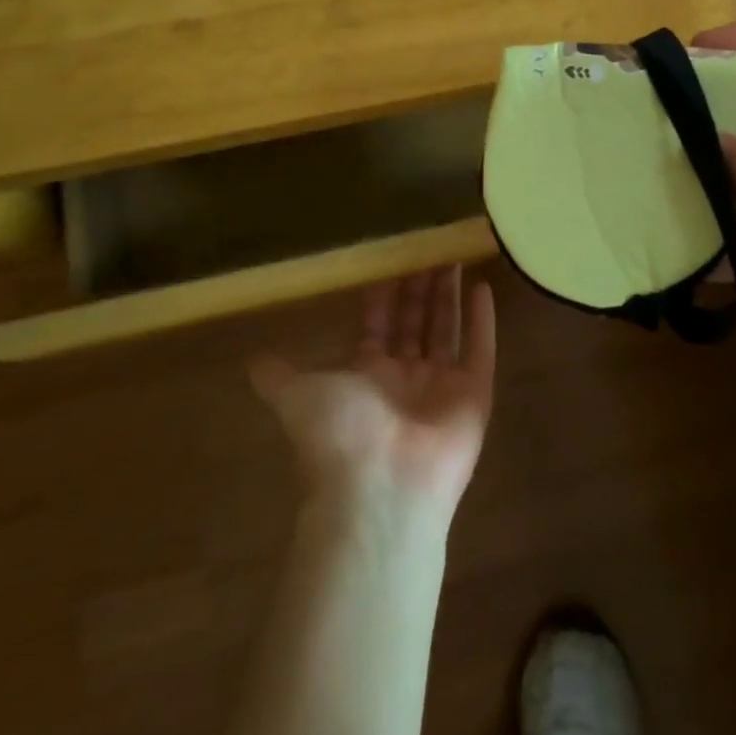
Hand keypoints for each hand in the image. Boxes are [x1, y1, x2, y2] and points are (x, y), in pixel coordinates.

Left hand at [250, 267, 495, 518]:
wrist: (381, 488)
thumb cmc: (339, 434)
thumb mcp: (296, 396)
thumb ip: (279, 375)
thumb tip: (251, 360)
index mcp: (368, 375)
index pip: (380, 324)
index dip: (385, 293)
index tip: (391, 257)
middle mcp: (406, 378)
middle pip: (415, 321)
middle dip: (420, 285)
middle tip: (428, 246)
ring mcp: (442, 386)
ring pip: (447, 328)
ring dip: (450, 294)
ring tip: (454, 253)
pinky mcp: (475, 394)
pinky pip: (480, 349)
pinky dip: (483, 320)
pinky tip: (483, 286)